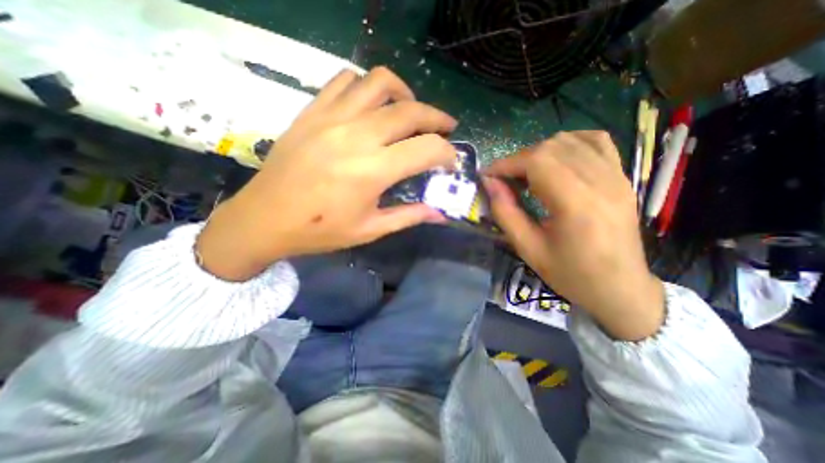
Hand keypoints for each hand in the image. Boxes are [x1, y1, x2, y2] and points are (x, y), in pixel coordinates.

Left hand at [199, 67, 456, 279]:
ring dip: (405, 94)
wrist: (265, 218)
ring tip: (411, 110)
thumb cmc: (319, 230)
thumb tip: (440, 214)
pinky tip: (372, 105)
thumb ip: (409, 216)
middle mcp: (357, 136)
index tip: (451, 161)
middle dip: (437, 118)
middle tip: (446, 129)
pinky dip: (368, 87)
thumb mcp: (369, 230)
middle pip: (410, 111)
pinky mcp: (313, 111)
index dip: (447, 153)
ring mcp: (332, 117)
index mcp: (373, 171)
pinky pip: (346, 80)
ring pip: (380, 83)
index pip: (427, 149)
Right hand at [485, 131, 661, 338]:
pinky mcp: (622, 177)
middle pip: (551, 147)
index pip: (536, 162)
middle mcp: (600, 181)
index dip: (506, 164)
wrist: (621, 289)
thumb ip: (506, 213)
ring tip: (526, 174)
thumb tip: (489, 184)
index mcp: (576, 203)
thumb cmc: (571, 274)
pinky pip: (596, 142)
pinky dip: (569, 143)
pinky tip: (556, 160)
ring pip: (570, 140)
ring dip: (539, 152)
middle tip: (504, 180)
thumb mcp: (529, 249)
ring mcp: (616, 175)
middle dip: (518, 160)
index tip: (487, 176)